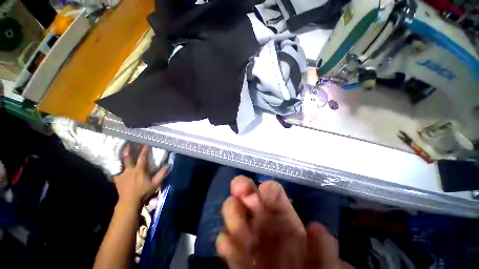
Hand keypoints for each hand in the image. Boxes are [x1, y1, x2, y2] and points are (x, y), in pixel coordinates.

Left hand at [114, 145, 167, 207]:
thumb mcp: (155, 184)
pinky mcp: (117, 180)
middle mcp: (130, 170)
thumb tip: (167, 165)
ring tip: (121, 153)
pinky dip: (119, 170)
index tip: (146, 143)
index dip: (145, 150)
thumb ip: (162, 174)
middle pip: (128, 158)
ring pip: (122, 164)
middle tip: (127, 143)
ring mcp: (122, 174)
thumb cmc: (143, 192)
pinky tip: (119, 170)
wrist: (129, 202)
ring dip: (122, 158)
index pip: (142, 157)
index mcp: (139, 170)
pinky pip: (118, 173)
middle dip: (128, 150)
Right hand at [216, 176, 348, 268]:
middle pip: (248, 195)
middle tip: (240, 190)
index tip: (265, 190)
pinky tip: (228, 246)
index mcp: (283, 218)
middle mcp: (263, 222)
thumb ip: (324, 250)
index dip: (268, 189)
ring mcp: (248, 237)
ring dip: (232, 213)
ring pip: (234, 212)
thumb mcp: (325, 265)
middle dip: (243, 188)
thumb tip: (316, 228)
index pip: (272, 192)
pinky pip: (226, 242)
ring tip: (239, 228)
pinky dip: (226, 242)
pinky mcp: (236, 256)